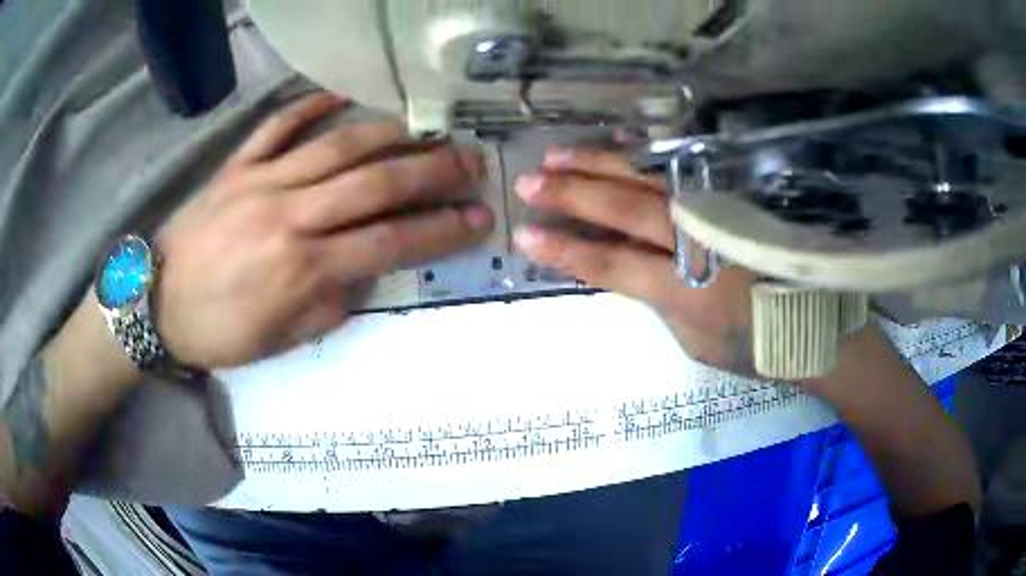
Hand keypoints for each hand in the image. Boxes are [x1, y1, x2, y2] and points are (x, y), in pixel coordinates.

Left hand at [155, 92, 493, 368]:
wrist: (156, 303)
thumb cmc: (217, 331)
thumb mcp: (279, 341)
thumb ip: (328, 307)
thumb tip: (360, 277)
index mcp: (302, 268)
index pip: (389, 242)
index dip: (441, 230)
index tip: (478, 218)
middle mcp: (290, 216)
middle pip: (374, 183)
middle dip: (433, 171)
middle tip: (471, 161)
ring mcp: (261, 182)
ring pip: (337, 146)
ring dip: (389, 134)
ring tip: (425, 130)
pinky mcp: (237, 166)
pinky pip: (278, 126)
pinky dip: (311, 105)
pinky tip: (342, 95)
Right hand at [513, 147, 756, 374]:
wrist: (814, 320)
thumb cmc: (754, 341)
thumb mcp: (695, 340)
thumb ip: (657, 298)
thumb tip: (627, 264)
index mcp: (685, 287)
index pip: (609, 262)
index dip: (564, 248)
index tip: (524, 234)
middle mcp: (697, 238)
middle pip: (623, 208)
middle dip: (570, 193)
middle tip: (529, 182)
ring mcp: (717, 208)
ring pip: (649, 177)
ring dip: (599, 164)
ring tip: (557, 156)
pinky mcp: (732, 192)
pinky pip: (684, 165)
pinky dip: (647, 153)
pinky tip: (618, 142)